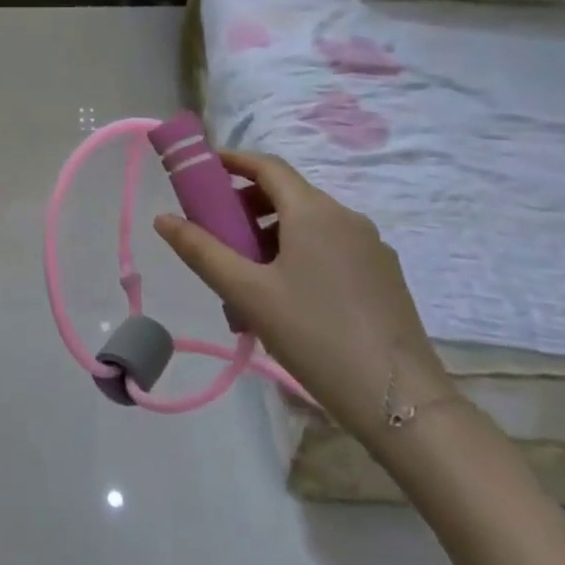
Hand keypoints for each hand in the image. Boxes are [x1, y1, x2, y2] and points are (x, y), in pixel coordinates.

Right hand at [152, 150, 454, 449]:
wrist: (403, 402)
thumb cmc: (315, 335)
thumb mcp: (247, 292)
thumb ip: (201, 250)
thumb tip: (162, 218)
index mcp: (314, 211)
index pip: (267, 165)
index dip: (232, 161)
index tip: (203, 170)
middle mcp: (346, 217)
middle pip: (287, 194)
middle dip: (247, 206)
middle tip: (218, 233)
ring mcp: (371, 248)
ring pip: (309, 225)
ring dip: (271, 236)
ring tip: (246, 277)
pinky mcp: (385, 277)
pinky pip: (331, 249)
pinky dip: (300, 255)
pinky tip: (286, 299)